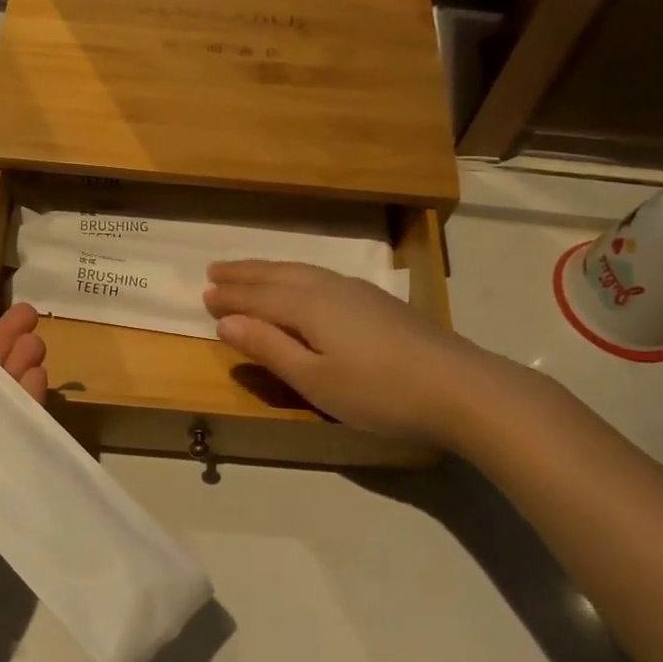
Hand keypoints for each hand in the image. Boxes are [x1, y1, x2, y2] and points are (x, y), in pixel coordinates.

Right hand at [204, 261, 512, 449]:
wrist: (458, 387)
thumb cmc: (377, 391)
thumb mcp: (313, 379)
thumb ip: (269, 348)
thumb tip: (226, 323)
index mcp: (307, 306)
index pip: (257, 297)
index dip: (230, 297)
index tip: (203, 296)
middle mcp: (328, 288)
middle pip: (277, 275)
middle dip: (244, 274)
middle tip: (214, 271)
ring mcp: (357, 291)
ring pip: (301, 271)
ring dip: (269, 270)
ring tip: (249, 272)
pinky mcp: (378, 301)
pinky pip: (320, 277)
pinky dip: (296, 275)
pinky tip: (302, 284)